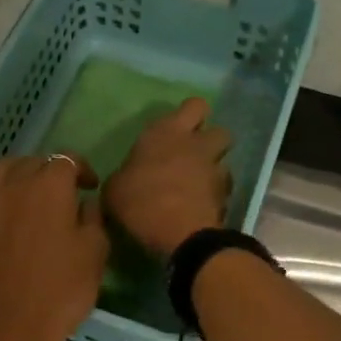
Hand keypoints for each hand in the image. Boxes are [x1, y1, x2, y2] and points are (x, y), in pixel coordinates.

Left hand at [0, 154, 108, 340]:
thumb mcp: (94, 257)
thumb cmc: (58, 295)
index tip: (88, 185)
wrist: (2, 335)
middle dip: (46, 172)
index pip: (65, 160)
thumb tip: (83, 204)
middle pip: (28, 163)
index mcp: (47, 188)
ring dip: (14, 181)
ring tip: (23, 201)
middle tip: (57, 193)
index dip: (79, 168)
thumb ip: (93, 220)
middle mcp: (8, 187)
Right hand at [103, 97, 232, 256]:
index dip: (190, 115)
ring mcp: (215, 170)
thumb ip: (124, 177)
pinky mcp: (226, 197)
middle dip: (209, 141)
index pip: (194, 105)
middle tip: (191, 156)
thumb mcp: (114, 189)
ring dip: (213, 170)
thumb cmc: (140, 201)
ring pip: (224, 161)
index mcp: (167, 132)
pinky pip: (223, 190)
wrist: (179, 234)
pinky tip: (198, 208)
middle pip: (219, 130)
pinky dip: (214, 196)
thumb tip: (125, 180)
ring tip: (195, 188)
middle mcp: (196, 145)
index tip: (177, 130)